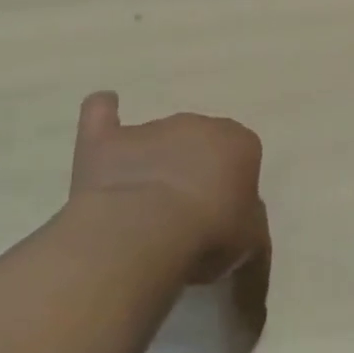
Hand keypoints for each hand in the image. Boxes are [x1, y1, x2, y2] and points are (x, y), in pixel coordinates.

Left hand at [69, 91, 264, 282]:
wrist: (144, 233)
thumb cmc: (210, 234)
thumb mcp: (251, 241)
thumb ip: (249, 222)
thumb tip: (237, 221)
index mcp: (240, 142)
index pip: (241, 153)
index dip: (231, 182)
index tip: (222, 211)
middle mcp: (199, 125)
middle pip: (199, 142)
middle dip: (193, 167)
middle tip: (183, 210)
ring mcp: (150, 128)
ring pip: (157, 138)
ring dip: (154, 161)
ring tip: (142, 205)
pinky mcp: (104, 140)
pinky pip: (102, 114)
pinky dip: (104, 113)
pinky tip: (105, 111)